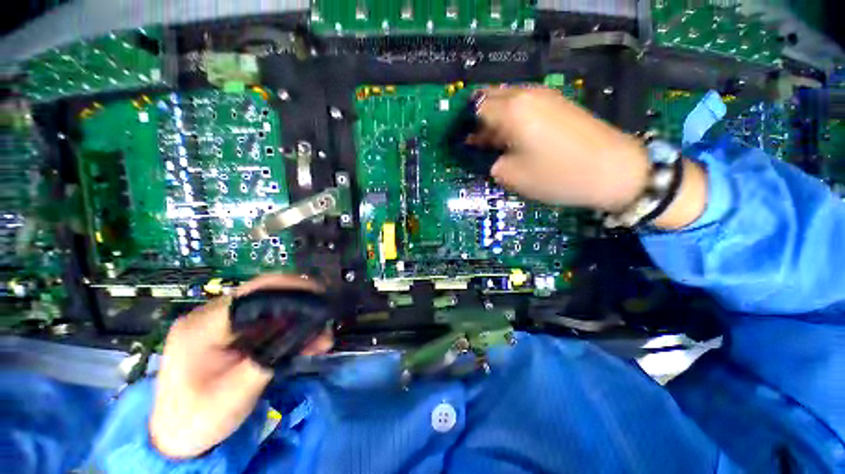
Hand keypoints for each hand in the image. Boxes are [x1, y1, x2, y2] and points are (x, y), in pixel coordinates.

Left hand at [149, 275, 332, 458]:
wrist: (176, 436)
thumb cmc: (198, 418)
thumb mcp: (235, 393)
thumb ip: (270, 358)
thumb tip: (309, 332)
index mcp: (203, 326)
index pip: (252, 293)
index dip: (290, 287)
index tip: (320, 293)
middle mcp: (213, 317)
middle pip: (265, 298)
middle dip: (300, 305)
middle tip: (326, 316)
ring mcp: (224, 326)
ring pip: (271, 312)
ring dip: (299, 321)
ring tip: (322, 337)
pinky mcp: (234, 336)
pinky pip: (268, 327)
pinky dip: (290, 332)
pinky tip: (308, 344)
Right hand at [474, 86, 649, 212]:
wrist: (614, 170)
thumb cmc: (556, 175)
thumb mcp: (511, 176)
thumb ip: (489, 161)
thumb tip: (482, 153)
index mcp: (511, 111)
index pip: (474, 109)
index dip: (463, 126)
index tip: (461, 144)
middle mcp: (525, 95)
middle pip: (489, 98)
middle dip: (477, 119)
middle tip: (475, 144)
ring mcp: (544, 96)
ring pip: (507, 101)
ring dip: (494, 120)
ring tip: (493, 145)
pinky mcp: (557, 104)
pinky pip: (524, 105)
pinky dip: (512, 119)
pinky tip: (514, 139)